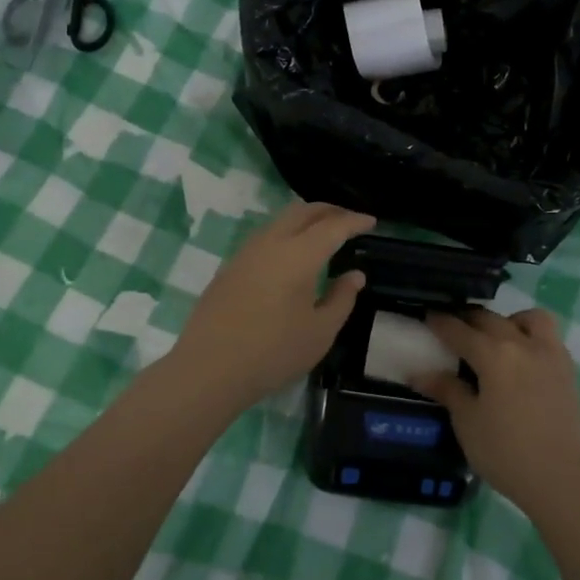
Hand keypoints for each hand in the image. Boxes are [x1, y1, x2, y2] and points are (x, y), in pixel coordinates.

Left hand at [163, 203, 374, 411]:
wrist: (208, 369)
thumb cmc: (273, 353)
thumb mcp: (320, 332)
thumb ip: (342, 298)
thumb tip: (355, 275)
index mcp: (298, 255)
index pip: (333, 226)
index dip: (354, 221)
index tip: (371, 222)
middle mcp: (271, 243)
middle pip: (303, 211)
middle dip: (329, 210)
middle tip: (349, 221)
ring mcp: (246, 252)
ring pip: (280, 220)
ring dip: (305, 220)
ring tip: (322, 235)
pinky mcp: (230, 266)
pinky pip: (265, 236)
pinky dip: (286, 234)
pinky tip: (292, 255)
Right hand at [412, 307, 579, 511]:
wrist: (563, 479)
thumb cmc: (507, 452)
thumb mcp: (468, 423)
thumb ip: (447, 391)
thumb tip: (420, 373)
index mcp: (493, 354)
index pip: (459, 330)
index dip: (440, 322)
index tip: (427, 317)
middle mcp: (523, 344)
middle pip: (491, 319)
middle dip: (468, 319)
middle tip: (453, 329)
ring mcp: (550, 355)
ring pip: (529, 318)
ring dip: (508, 321)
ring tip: (496, 339)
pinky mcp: (568, 370)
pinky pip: (549, 337)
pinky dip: (531, 336)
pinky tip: (522, 359)